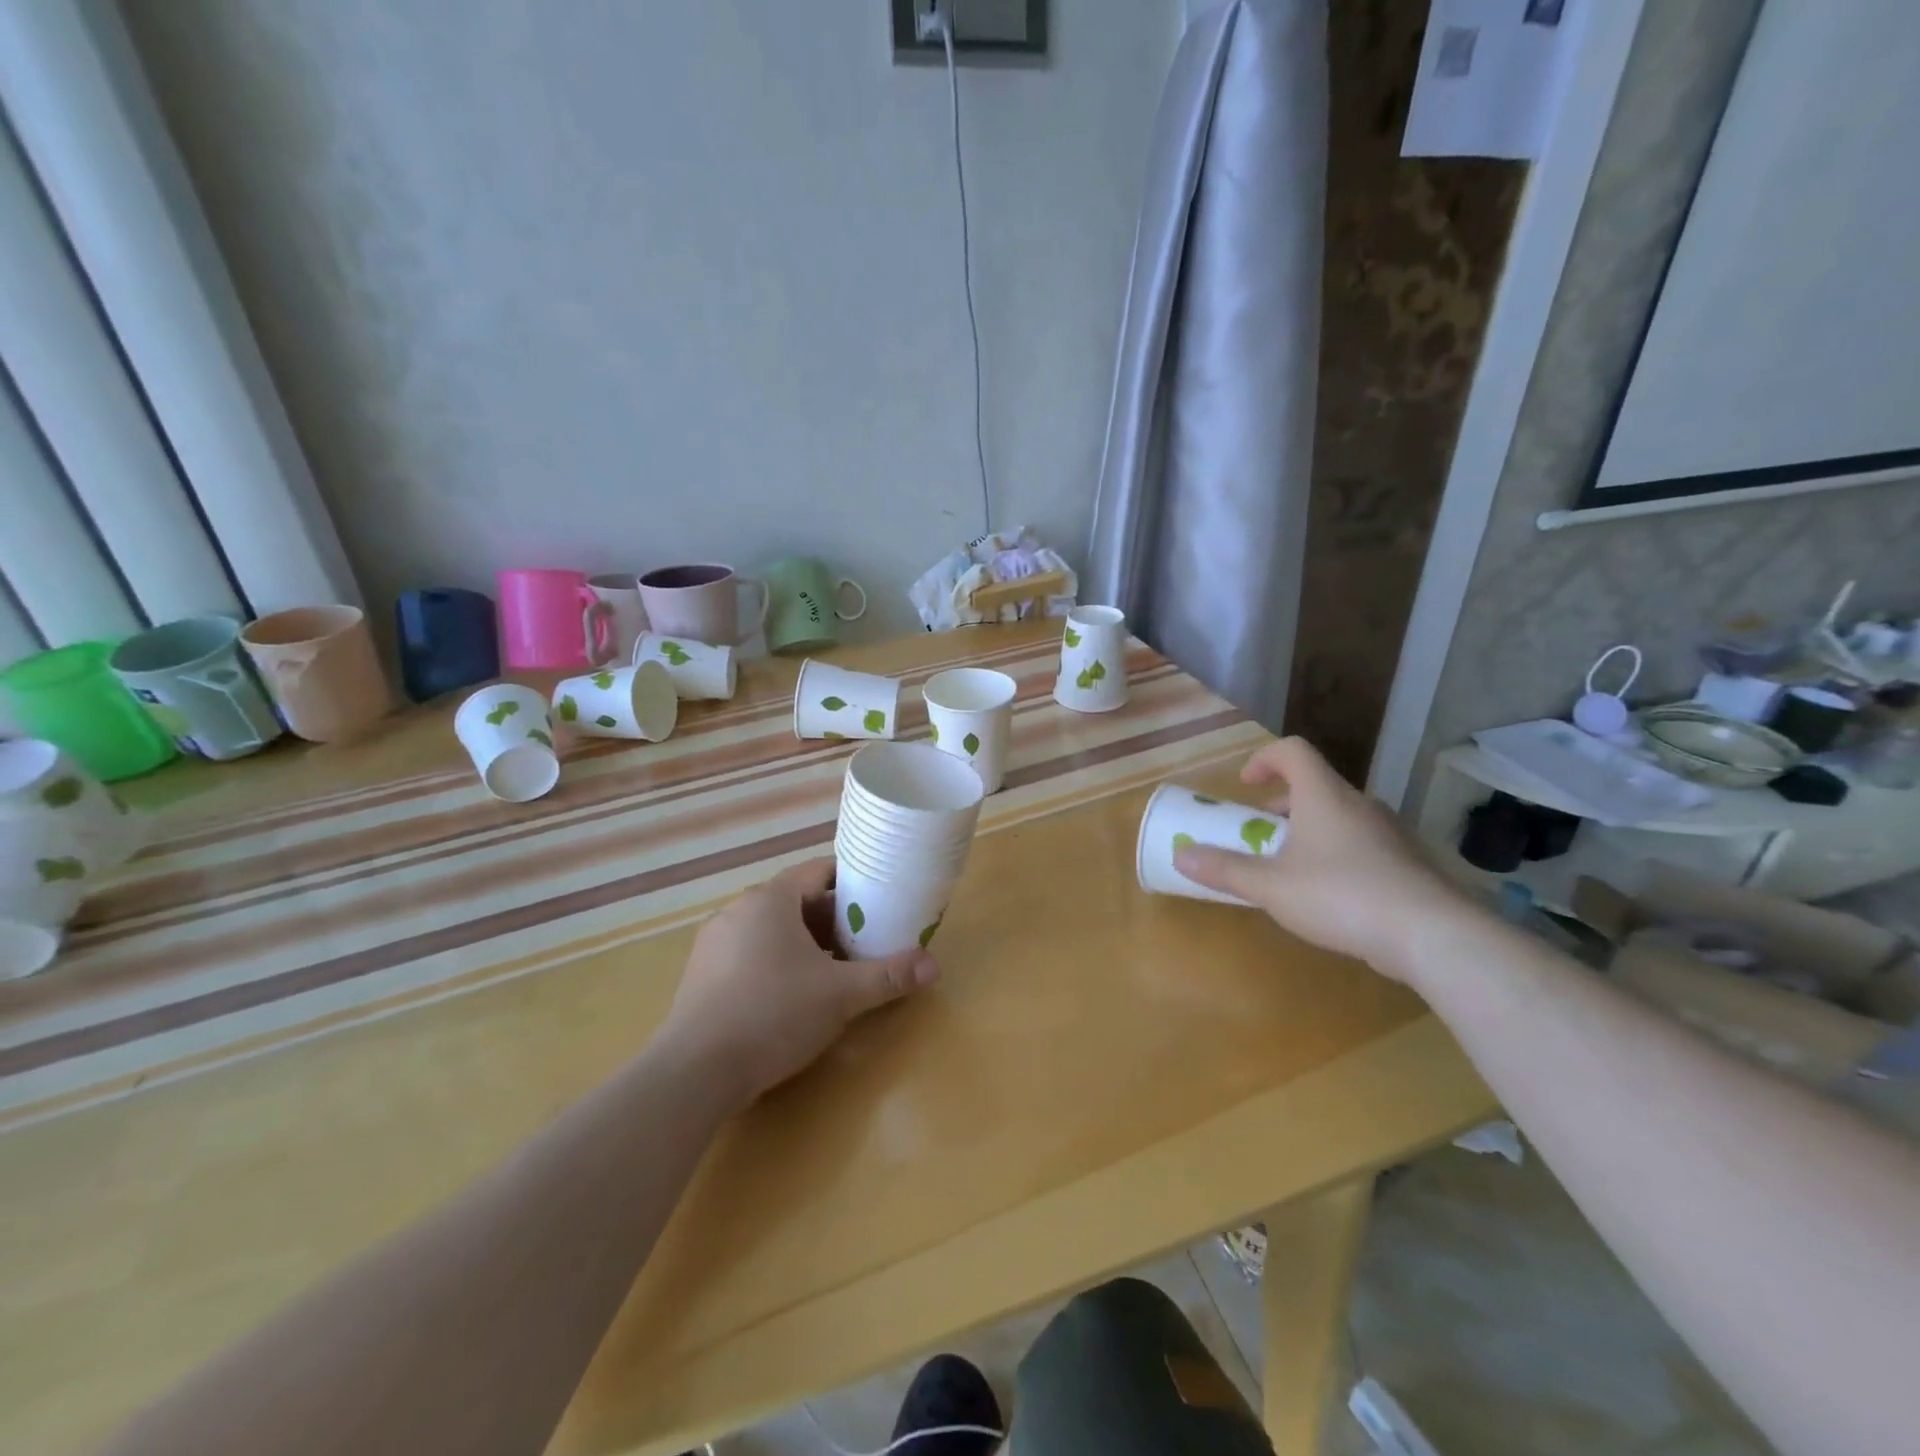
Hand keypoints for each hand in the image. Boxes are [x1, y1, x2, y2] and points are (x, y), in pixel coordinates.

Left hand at [659, 859, 938, 1108]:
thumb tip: (933, 965)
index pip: (818, 872)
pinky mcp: (700, 975)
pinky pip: (749, 954)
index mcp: (770, 899)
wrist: (694, 1073)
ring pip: (771, 930)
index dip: (852, 883)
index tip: (879, 902)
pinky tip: (791, 997)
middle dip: (833, 920)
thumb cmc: (773, 1014)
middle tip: (865, 942)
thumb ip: (888, 976)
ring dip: (805, 944)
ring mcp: (714, 943)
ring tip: (834, 971)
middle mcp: (738, 910)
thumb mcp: (841, 995)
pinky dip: (776, 963)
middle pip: (796, 901)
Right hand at [1172, 737, 1460, 981]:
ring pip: (1339, 817)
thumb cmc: (1340, 896)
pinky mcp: (1407, 863)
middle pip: (1314, 787)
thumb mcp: (1270, 885)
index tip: (1245, 785)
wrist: (1432, 935)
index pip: (1293, 751)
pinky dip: (1335, 855)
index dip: (1263, 758)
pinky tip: (1330, 898)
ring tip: (1289, 871)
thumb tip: (1180, 855)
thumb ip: (1224, 869)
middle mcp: (1358, 804)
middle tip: (1259, 836)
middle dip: (1280, 807)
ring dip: (1307, 832)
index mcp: (1324, 796)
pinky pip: (1361, 844)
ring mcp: (1389, 833)